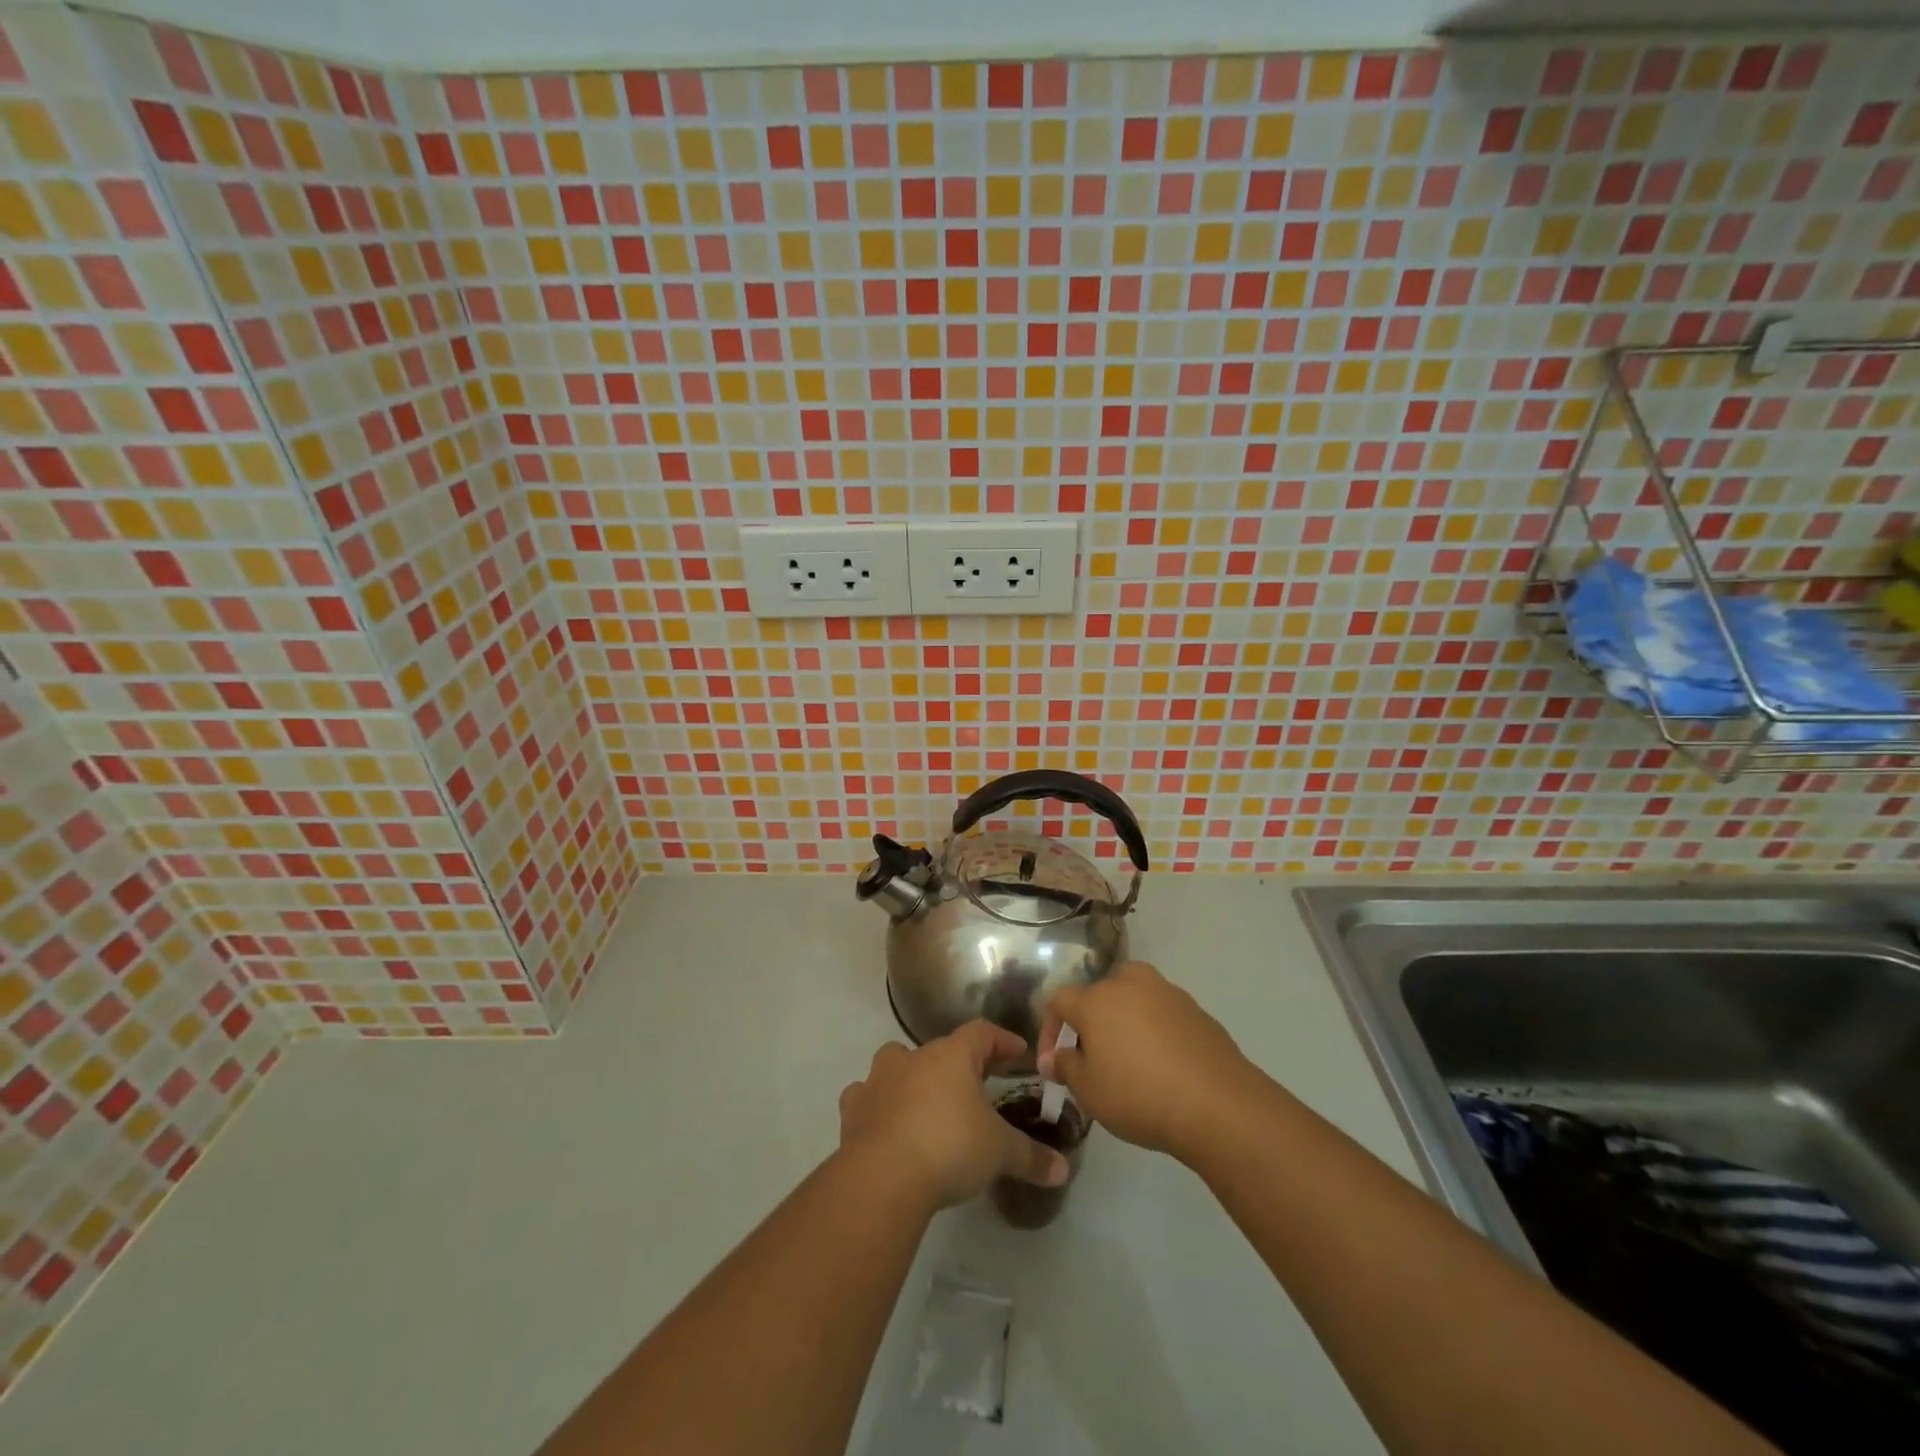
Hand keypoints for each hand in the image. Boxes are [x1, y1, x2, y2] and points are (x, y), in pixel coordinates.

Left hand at [838, 1021, 1069, 1209]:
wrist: (883, 1176)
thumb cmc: (950, 1147)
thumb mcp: (999, 1152)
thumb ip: (1031, 1157)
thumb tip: (1063, 1168)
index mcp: (951, 1056)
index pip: (982, 1033)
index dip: (1002, 1041)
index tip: (1019, 1053)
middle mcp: (913, 1057)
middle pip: (939, 1049)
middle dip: (958, 1064)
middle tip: (976, 1084)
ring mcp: (879, 1080)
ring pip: (896, 1064)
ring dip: (911, 1078)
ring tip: (926, 1102)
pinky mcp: (854, 1109)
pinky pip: (867, 1097)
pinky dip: (877, 1105)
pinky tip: (886, 1124)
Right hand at [1038, 962, 1258, 1159]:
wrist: (1218, 1104)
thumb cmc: (1140, 1095)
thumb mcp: (1089, 1090)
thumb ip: (1066, 1067)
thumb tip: (1054, 1058)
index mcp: (1096, 999)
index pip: (1059, 1001)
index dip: (1050, 1029)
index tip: (1053, 1063)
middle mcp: (1129, 984)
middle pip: (1099, 992)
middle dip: (1090, 1020)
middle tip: (1093, 1055)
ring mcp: (1167, 992)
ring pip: (1133, 997)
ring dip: (1124, 1020)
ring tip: (1129, 1057)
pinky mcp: (1196, 1009)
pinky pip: (1162, 1013)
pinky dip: (1155, 1030)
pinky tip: (1162, 1063)